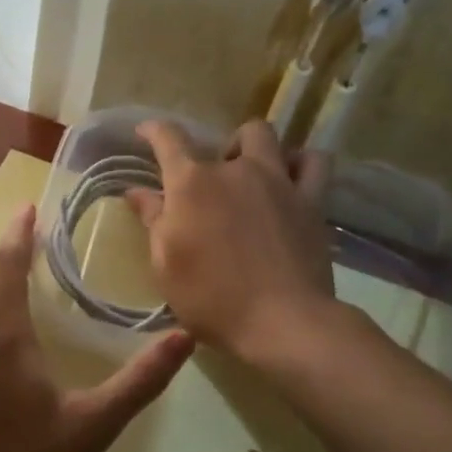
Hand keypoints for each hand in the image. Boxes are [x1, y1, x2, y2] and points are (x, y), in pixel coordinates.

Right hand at [125, 119, 336, 366]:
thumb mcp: (166, 266)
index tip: (145, 132)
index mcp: (192, 184)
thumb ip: (153, 221)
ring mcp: (278, 181)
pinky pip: (313, 163)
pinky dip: (301, 163)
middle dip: (217, 151)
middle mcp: (235, 170)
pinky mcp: (311, 200)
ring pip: (267, 137)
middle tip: (213, 183)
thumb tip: (137, 191)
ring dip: (255, 148)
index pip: (168, 139)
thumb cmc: (212, 299)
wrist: (282, 321)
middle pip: (226, 136)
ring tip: (252, 175)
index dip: (153, 130)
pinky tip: (292, 180)